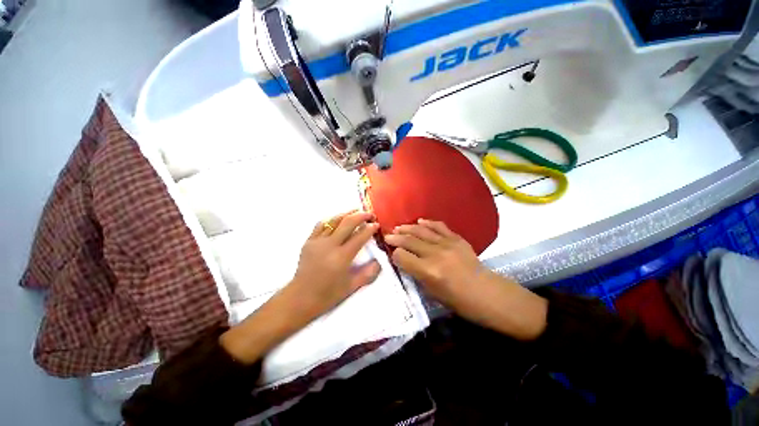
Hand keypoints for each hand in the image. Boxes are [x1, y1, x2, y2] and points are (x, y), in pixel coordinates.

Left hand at [288, 210, 381, 321]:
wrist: (300, 297)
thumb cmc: (327, 294)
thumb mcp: (351, 287)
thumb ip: (368, 274)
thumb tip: (379, 262)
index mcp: (342, 257)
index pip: (359, 237)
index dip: (370, 229)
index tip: (376, 224)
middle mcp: (330, 245)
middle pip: (348, 223)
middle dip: (361, 216)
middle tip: (370, 214)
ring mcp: (317, 241)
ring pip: (334, 220)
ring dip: (347, 213)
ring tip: (356, 210)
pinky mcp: (309, 241)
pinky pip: (321, 225)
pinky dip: (331, 219)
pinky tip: (337, 219)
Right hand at [384, 219, 494, 312]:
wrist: (487, 293)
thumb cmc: (459, 300)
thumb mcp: (432, 293)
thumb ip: (417, 274)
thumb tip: (406, 261)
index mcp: (428, 271)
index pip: (402, 257)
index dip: (395, 255)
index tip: (392, 254)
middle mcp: (435, 254)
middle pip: (409, 241)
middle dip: (395, 238)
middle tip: (387, 235)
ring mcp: (447, 244)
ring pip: (421, 231)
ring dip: (408, 228)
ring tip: (399, 227)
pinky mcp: (457, 238)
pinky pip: (439, 226)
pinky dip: (428, 223)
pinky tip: (420, 221)